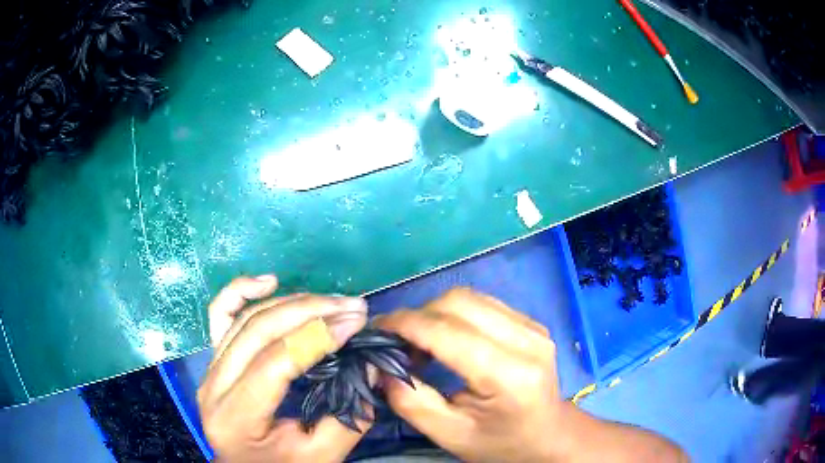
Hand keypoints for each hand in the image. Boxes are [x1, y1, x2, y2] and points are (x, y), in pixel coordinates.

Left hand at [197, 275, 369, 462]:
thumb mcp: (321, 456)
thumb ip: (349, 416)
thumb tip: (372, 365)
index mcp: (235, 416)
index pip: (275, 362)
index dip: (317, 336)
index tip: (356, 321)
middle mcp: (214, 385)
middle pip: (257, 331)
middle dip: (309, 311)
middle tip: (353, 306)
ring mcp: (210, 369)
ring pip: (244, 318)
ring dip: (290, 302)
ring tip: (331, 300)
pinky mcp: (214, 361)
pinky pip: (220, 316)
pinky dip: (241, 292)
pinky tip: (268, 281)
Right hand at [377, 287, 565, 461]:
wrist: (549, 437)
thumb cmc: (500, 444)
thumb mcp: (450, 435)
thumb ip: (410, 402)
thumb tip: (382, 367)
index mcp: (508, 375)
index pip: (446, 332)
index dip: (405, 324)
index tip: (376, 330)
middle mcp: (526, 341)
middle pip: (458, 303)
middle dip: (418, 316)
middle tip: (398, 342)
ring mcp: (533, 328)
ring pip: (470, 298)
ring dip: (436, 313)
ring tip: (420, 342)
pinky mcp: (532, 324)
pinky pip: (484, 304)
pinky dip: (456, 314)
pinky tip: (448, 338)